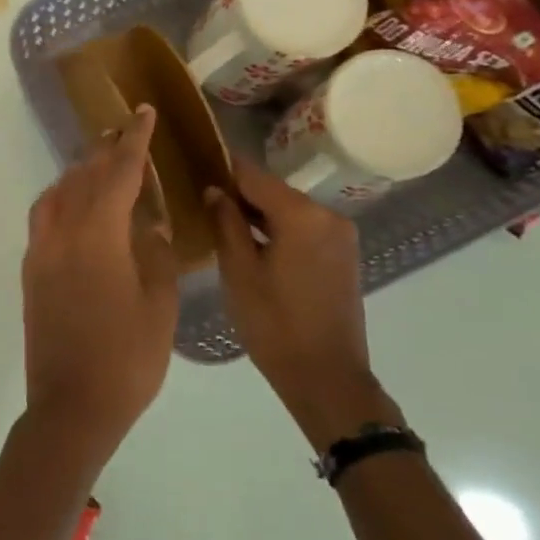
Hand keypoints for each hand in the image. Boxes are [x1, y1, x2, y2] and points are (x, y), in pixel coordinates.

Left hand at [20, 104, 180, 474]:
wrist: (71, 405)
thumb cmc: (127, 358)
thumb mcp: (158, 305)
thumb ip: (157, 254)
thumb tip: (152, 223)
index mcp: (97, 236)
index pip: (117, 173)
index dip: (133, 141)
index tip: (142, 113)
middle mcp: (60, 234)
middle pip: (81, 178)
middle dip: (104, 152)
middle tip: (123, 132)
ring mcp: (39, 254)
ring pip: (55, 195)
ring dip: (78, 174)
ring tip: (100, 166)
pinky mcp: (30, 274)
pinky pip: (43, 219)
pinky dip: (61, 200)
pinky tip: (77, 209)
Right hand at [204, 158, 403, 451]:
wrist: (325, 375)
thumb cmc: (273, 324)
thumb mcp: (238, 272)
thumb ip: (226, 225)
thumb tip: (214, 190)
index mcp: (302, 215)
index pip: (254, 176)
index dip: (224, 169)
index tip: (195, 164)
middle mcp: (328, 216)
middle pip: (274, 192)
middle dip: (240, 195)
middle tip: (201, 202)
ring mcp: (341, 236)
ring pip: (289, 212)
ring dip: (258, 215)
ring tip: (221, 224)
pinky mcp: (343, 256)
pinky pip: (303, 230)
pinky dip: (278, 231)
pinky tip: (252, 246)